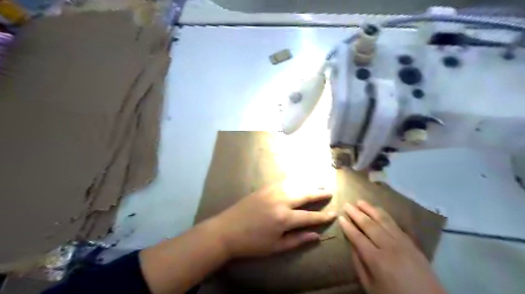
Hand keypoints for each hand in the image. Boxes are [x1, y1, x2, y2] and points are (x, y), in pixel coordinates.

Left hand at [212, 184, 336, 257]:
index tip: (334, 213)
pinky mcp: (264, 188)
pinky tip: (298, 181)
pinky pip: (283, 182)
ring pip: (294, 184)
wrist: (226, 230)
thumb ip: (297, 240)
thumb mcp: (276, 247)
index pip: (309, 216)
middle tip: (329, 191)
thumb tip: (316, 236)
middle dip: (318, 193)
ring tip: (317, 184)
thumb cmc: (252, 243)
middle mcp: (280, 201)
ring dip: (307, 183)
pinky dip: (294, 180)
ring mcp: (271, 192)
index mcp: (284, 218)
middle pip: (304, 194)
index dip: (323, 216)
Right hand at [336, 202, 446, 293]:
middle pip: (369, 225)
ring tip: (360, 202)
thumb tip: (352, 245)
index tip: (340, 217)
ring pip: (384, 221)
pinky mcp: (411, 243)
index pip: (358, 237)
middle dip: (356, 214)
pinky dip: (385, 216)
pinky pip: (396, 225)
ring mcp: (402, 243)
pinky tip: (379, 211)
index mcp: (377, 260)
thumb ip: (359, 264)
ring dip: (370, 209)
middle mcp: (389, 247)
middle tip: (347, 204)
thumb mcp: (370, 286)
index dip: (348, 227)